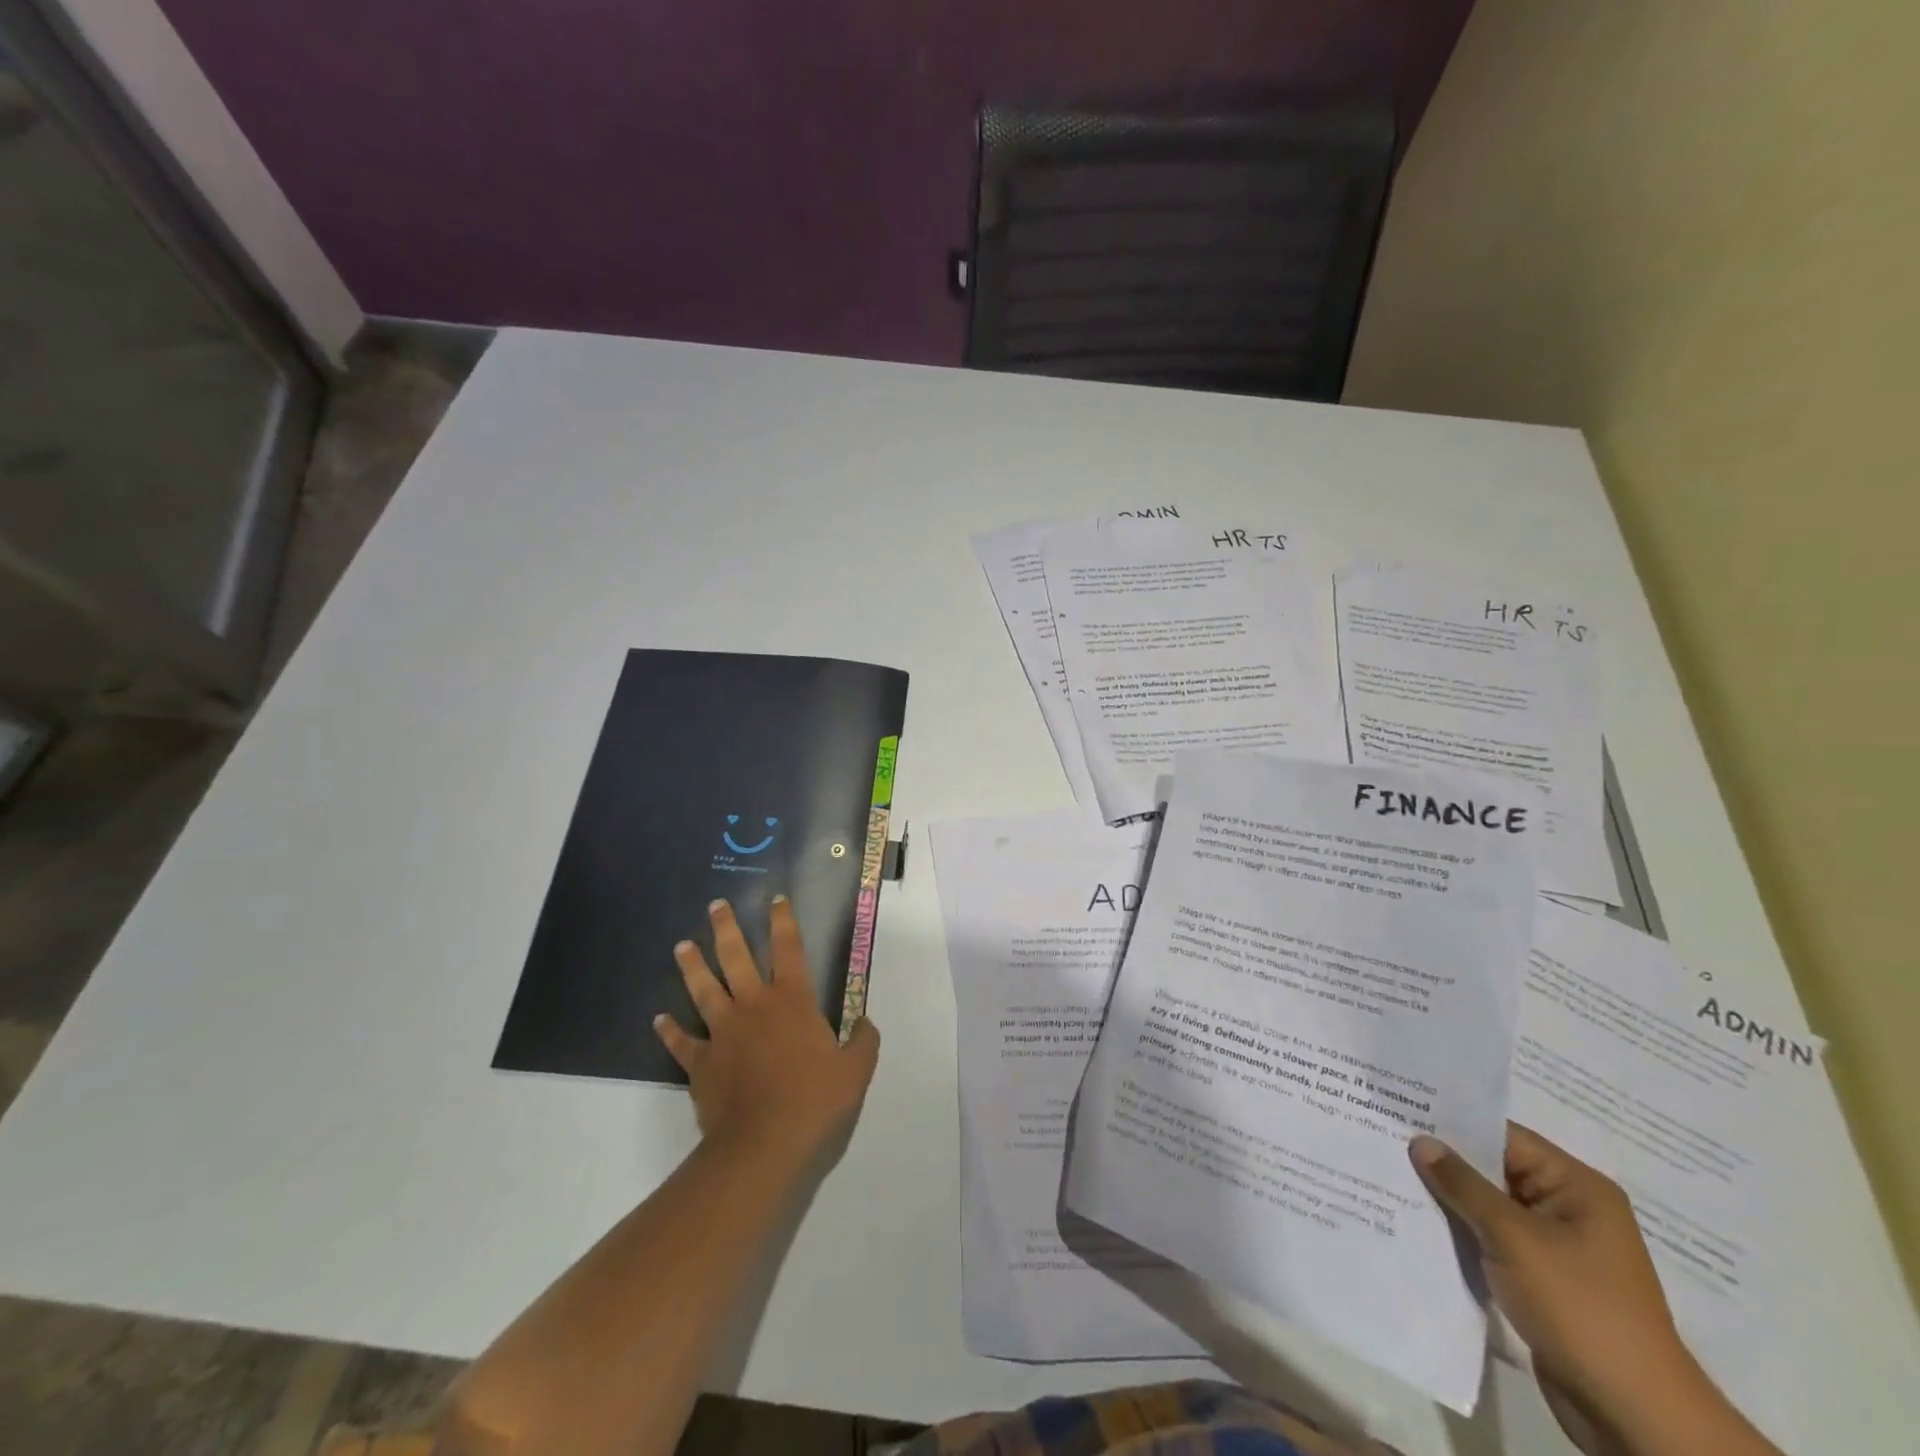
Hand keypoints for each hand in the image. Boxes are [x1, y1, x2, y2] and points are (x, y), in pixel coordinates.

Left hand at [656, 897, 880, 1170]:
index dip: (783, 921)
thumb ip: (863, 1042)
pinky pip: (682, 1042)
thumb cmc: (814, 1100)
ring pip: (704, 989)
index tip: (775, 899)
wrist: (764, 1143)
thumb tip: (865, 1023)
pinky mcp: (701, 1062)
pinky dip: (670, 1030)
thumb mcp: (856, 1070)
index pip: (789, 949)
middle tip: (715, 906)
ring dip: (692, 966)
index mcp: (793, 1001)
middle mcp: (754, 1006)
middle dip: (726, 929)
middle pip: (736, 957)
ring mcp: (723, 1032)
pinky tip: (659, 1020)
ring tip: (681, 946)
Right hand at [1409, 1125, 1726, 1455]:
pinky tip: (1418, 1224)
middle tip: (1384, 1139)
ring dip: (1449, 1200)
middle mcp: (1569, 1209)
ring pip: (1489, 1207)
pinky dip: (1461, 1232)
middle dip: (1444, 1161)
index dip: (1453, 1123)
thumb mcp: (1514, 1238)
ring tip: (1390, 1176)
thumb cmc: (1581, 1308)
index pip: (1504, 1137)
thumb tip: (1421, 1141)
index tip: (1401, 1109)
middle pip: (1495, 1170)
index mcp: (1577, 1188)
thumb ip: (1463, 1186)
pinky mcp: (1542, 1280)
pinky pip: (1493, 1240)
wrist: (1633, 1415)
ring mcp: (1557, 1247)